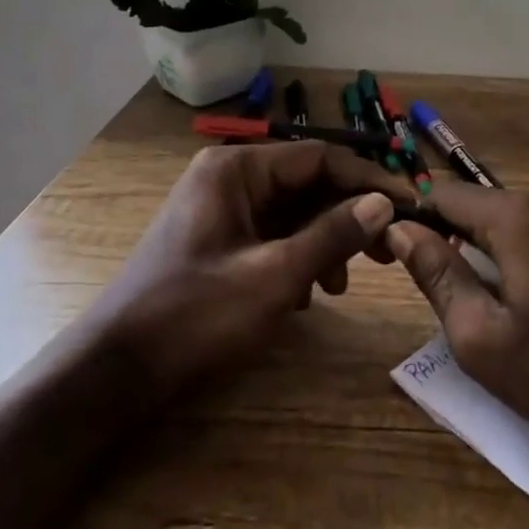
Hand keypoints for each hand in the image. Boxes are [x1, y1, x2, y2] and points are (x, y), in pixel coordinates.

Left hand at [96, 140, 408, 394]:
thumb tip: (385, 203)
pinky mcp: (219, 239)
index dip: (369, 182)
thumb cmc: (195, 316)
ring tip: (337, 288)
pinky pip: (273, 235)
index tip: (410, 208)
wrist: (118, 370)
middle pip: (308, 184)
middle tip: (386, 255)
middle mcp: (229, 177)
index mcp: (237, 169)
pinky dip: (297, 259)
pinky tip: (307, 296)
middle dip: (346, 219)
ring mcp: (222, 208)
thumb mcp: (274, 277)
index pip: (321, 158)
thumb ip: (333, 235)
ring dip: (324, 244)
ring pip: (293, 213)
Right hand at [385, 182, 528, 458]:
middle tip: (462, 299)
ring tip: (511, 309)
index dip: (420, 221)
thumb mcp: (480, 338)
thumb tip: (401, 229)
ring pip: (528, 224)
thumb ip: (436, 274)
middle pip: (489, 209)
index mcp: (519, 217)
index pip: (446, 195)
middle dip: (465, 241)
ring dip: (507, 253)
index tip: (411, 258)